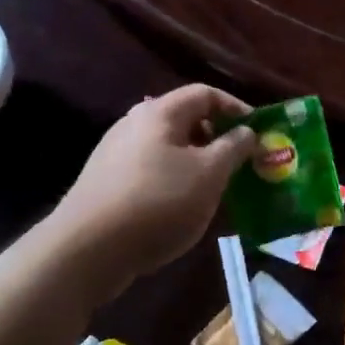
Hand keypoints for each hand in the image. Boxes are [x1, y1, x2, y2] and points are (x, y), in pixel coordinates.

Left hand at [46, 84, 255, 298]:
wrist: (86, 251)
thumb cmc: (158, 202)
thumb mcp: (209, 174)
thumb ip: (234, 147)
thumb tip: (247, 131)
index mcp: (160, 112)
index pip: (206, 93)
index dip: (236, 108)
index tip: (258, 133)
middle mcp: (134, 123)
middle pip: (185, 119)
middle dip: (217, 138)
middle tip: (240, 162)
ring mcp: (115, 153)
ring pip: (168, 147)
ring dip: (197, 162)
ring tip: (216, 188)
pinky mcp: (106, 182)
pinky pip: (151, 170)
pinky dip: (174, 179)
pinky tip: (182, 208)